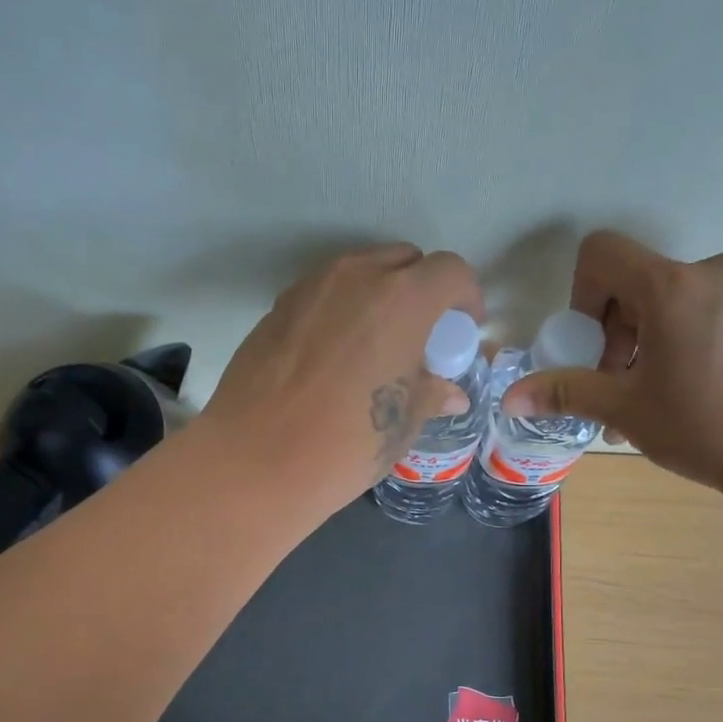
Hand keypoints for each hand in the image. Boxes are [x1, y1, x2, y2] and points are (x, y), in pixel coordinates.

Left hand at [200, 243, 485, 511]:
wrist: (257, 461)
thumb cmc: (346, 444)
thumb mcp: (402, 424)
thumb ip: (431, 394)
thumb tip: (450, 393)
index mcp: (402, 299)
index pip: (450, 271)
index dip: (466, 297)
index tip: (463, 328)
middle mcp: (356, 277)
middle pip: (404, 260)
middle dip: (423, 288)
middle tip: (421, 333)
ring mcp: (310, 288)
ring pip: (359, 271)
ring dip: (379, 294)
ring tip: (376, 343)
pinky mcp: (277, 308)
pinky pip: (323, 293)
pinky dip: (340, 309)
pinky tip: (334, 355)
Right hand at [504, 232, 722, 500]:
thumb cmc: (709, 428)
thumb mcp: (627, 411)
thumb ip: (566, 392)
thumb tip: (510, 396)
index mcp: (671, 287)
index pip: (602, 252)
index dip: (582, 294)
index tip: (593, 347)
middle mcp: (712, 272)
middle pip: (638, 283)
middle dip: (616, 333)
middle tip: (622, 389)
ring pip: (676, 302)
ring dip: (651, 343)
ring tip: (660, 400)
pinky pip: (713, 312)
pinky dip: (690, 342)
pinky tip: (703, 393)